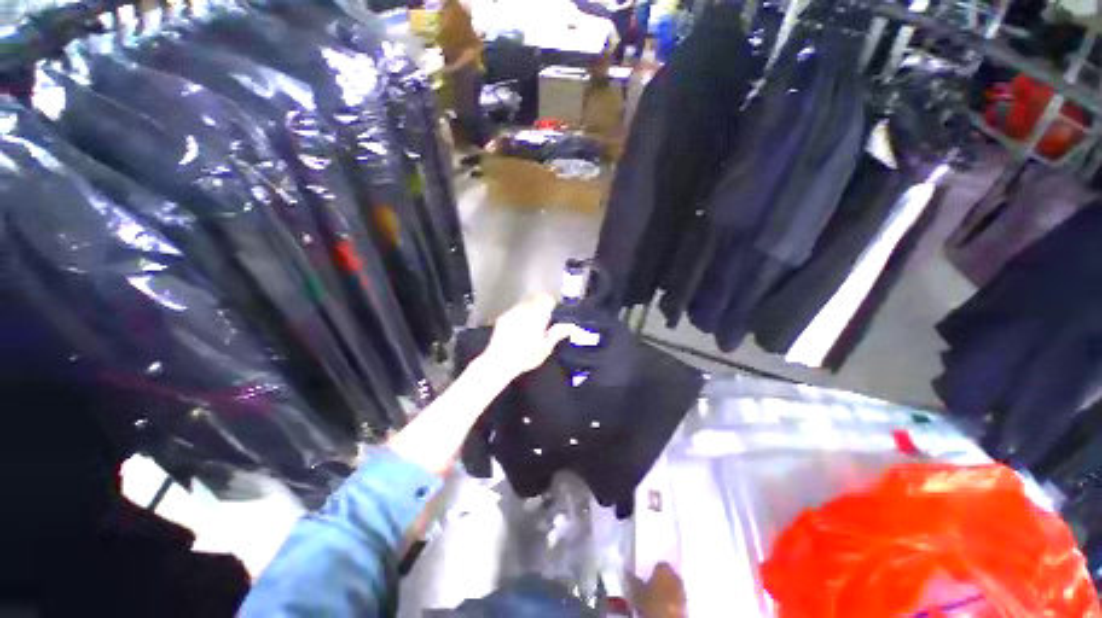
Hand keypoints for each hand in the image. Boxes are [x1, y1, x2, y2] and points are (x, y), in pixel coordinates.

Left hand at [481, 294, 578, 377]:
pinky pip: (515, 309)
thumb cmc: (526, 356)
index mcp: (537, 314)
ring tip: (533, 323)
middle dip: (542, 304)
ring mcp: (512, 312)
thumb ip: (558, 332)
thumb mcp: (546, 348)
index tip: (555, 313)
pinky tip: (520, 327)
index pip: (547, 299)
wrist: (499, 362)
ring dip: (531, 308)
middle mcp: (524, 309)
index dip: (552, 304)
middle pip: (536, 298)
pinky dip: (521, 314)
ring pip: (525, 302)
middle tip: (546, 318)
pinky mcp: (503, 317)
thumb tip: (570, 325)